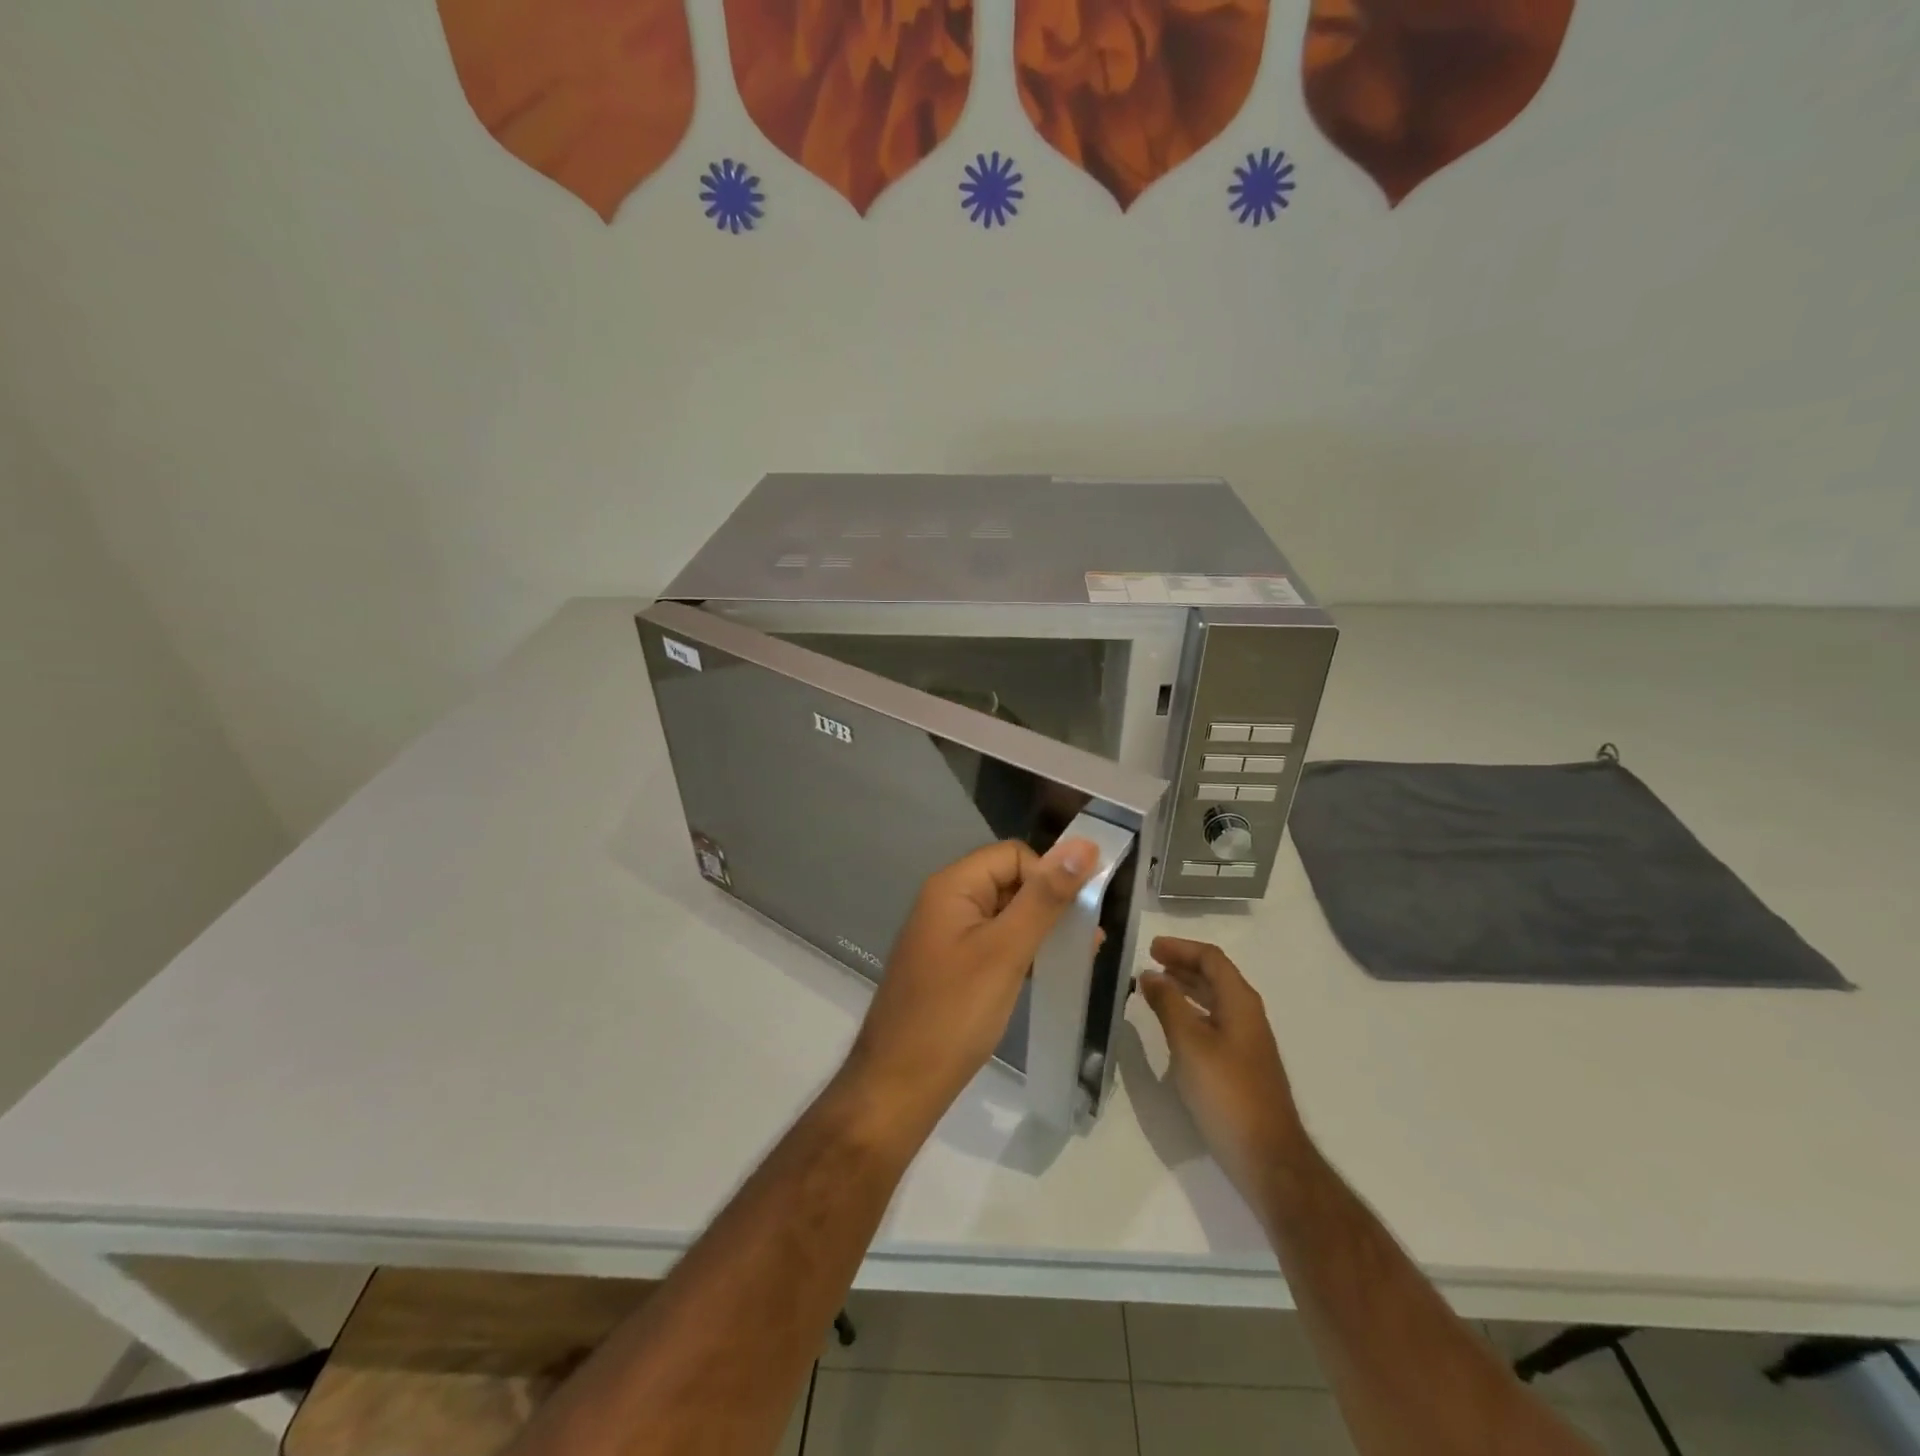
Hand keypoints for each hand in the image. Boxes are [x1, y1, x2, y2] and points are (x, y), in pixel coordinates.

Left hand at [840, 838, 1097, 1133]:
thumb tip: (1084, 845)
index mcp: (953, 886)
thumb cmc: (954, 1014)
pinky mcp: (951, 966)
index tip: (1079, 914)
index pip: (1013, 855)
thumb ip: (1045, 898)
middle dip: (1050, 903)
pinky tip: (1048, 972)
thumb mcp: (1006, 951)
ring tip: (1078, 956)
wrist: (899, 1085)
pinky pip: (994, 942)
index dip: (1049, 875)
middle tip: (1088, 939)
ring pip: (1005, 914)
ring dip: (1041, 929)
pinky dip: (1022, 951)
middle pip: (1010, 881)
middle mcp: (947, 901)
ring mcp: (947, 935)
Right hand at [1137, 938, 1309, 1197]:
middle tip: (1149, 964)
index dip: (1181, 948)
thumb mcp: (1189, 1043)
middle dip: (1183, 966)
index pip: (1212, 959)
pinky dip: (1192, 1014)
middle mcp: (1248, 1016)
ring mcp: (1248, 1043)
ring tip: (1156, 989)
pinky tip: (1174, 1028)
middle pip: (1216, 977)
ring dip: (1186, 989)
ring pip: (1215, 1001)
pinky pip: (1214, 1024)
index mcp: (1240, 1003)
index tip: (1150, 948)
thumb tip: (1150, 974)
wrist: (1268, 1157)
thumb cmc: (1226, 1092)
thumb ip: (1168, 1004)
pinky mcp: (1243, 1067)